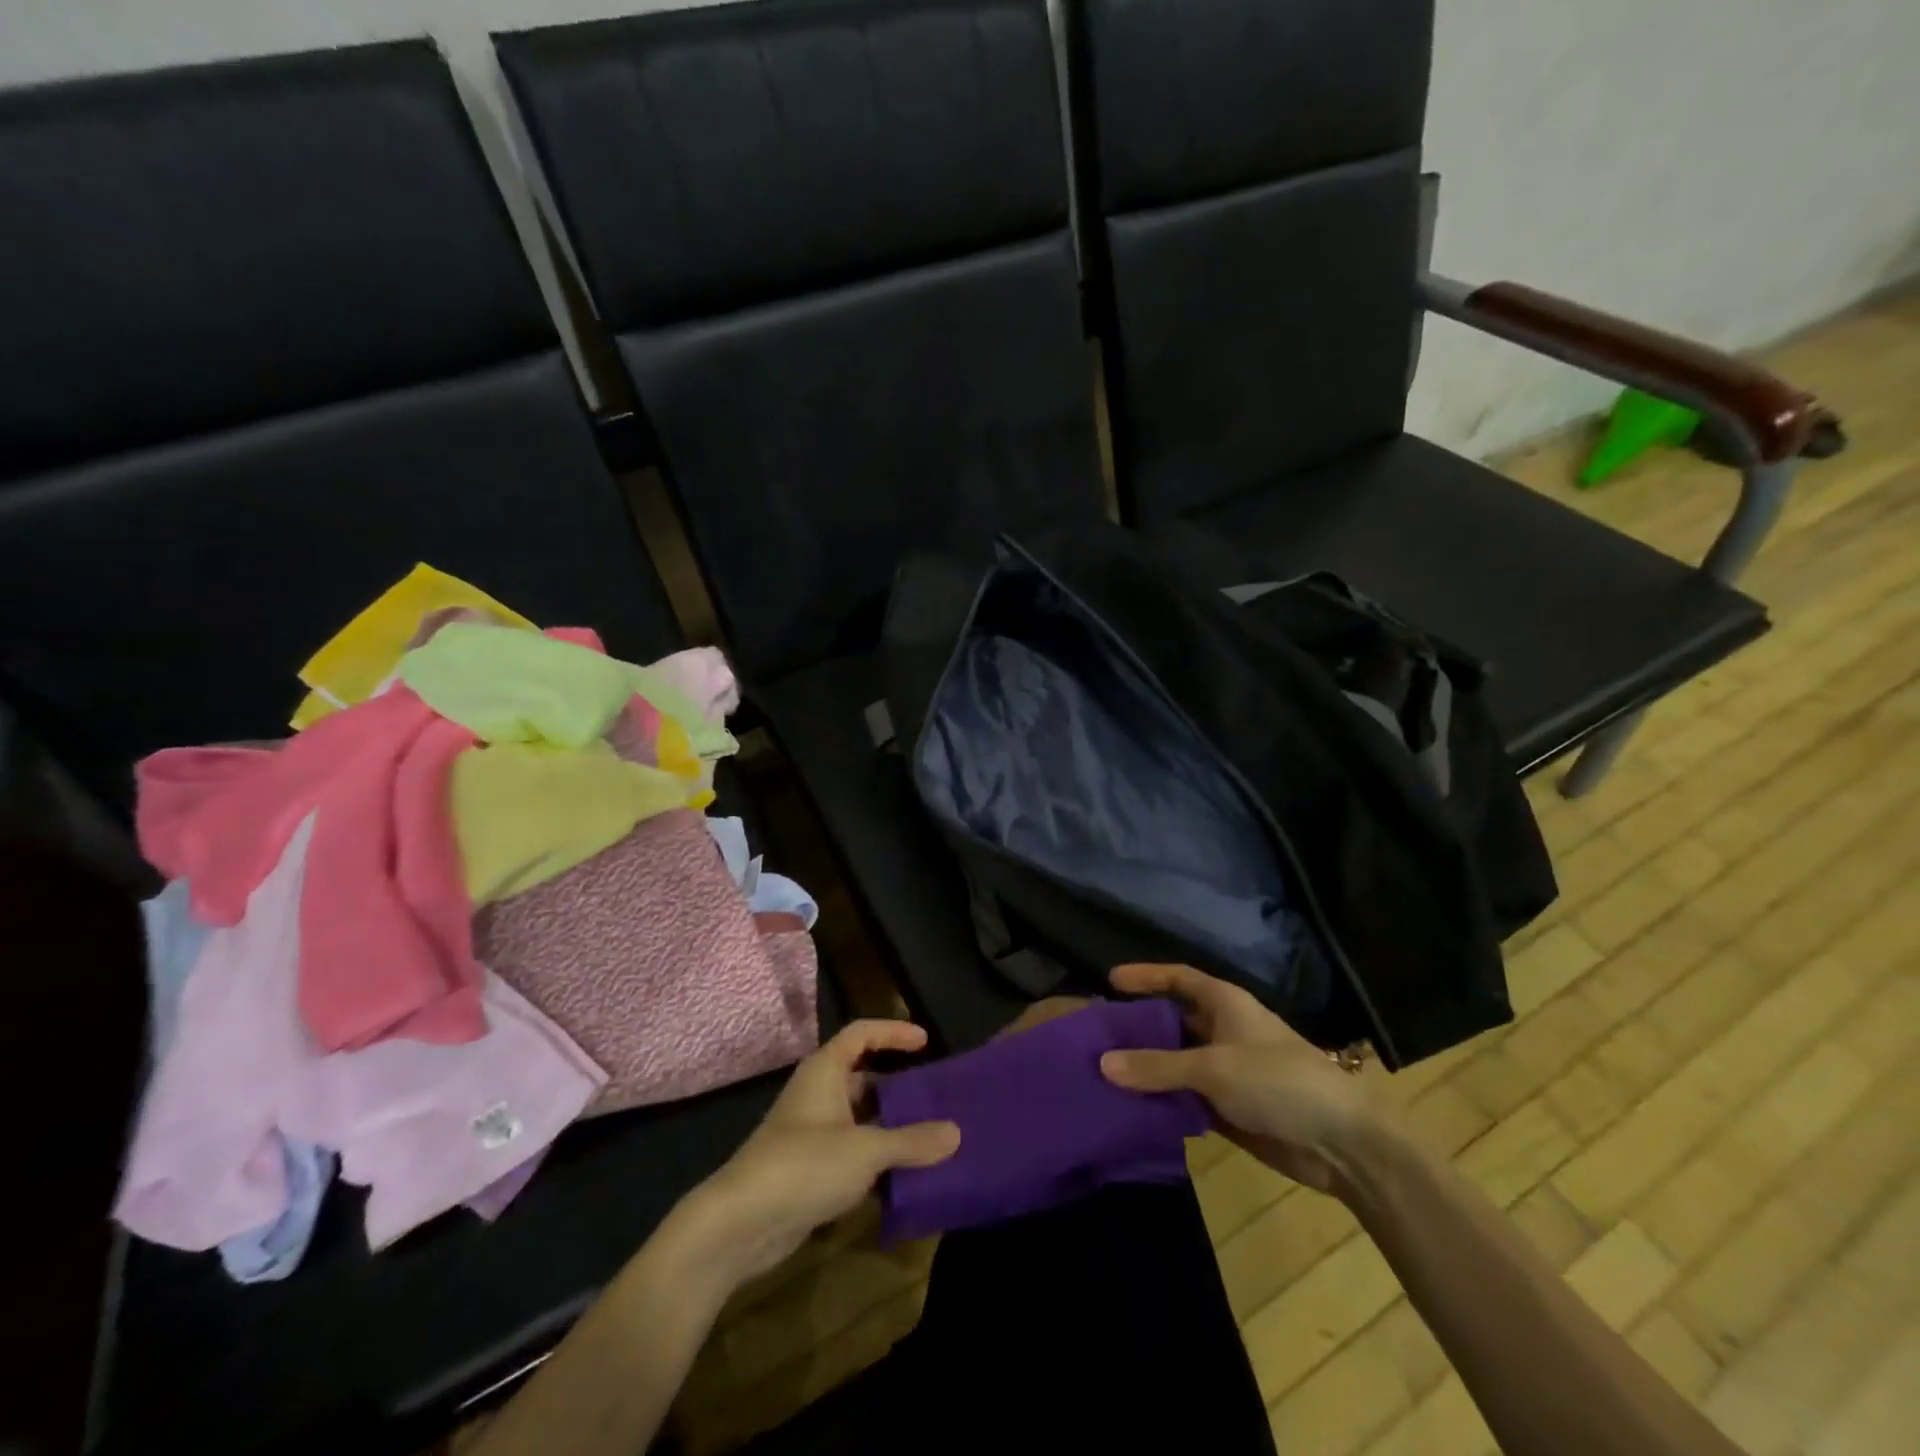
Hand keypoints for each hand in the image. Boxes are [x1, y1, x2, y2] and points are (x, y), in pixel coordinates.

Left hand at [687, 1021, 960, 1286]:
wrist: (740, 1224)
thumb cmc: (804, 1165)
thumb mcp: (866, 1150)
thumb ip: (912, 1141)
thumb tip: (956, 1132)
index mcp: (825, 1071)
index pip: (862, 1034)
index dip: (893, 1032)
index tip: (925, 1041)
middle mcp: (817, 1095)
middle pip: (863, 1078)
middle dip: (898, 1088)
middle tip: (935, 1099)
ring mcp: (811, 1134)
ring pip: (859, 1120)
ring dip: (890, 1129)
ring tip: (930, 1139)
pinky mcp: (808, 1171)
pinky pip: (851, 1154)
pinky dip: (876, 1161)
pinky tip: (904, 1179)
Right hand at [1099, 964, 1382, 1195]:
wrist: (1342, 1143)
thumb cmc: (1278, 1081)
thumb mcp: (1212, 1068)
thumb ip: (1156, 1066)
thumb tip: (1101, 1063)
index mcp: (1224, 1004)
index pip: (1178, 978)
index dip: (1146, 976)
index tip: (1110, 980)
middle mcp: (1222, 1031)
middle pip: (1172, 1021)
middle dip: (1137, 1027)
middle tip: (1095, 1035)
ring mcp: (1226, 1070)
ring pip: (1176, 1062)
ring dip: (1146, 1068)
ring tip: (1101, 1072)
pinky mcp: (1229, 1107)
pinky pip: (1185, 1097)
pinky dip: (1161, 1100)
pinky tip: (1131, 1108)